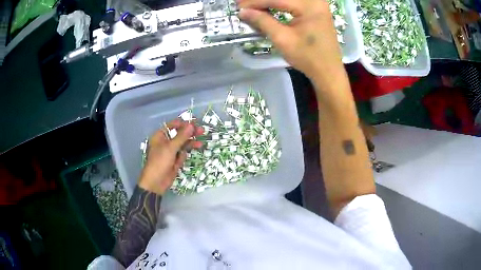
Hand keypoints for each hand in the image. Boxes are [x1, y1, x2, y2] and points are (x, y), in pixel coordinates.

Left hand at [138, 119, 203, 194]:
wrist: (156, 182)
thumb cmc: (160, 162)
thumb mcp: (170, 148)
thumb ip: (181, 136)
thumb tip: (191, 125)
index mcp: (160, 135)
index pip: (173, 125)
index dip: (184, 124)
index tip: (195, 123)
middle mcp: (165, 141)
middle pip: (179, 134)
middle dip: (190, 134)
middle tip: (201, 131)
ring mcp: (170, 151)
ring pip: (182, 144)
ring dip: (190, 144)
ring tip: (200, 144)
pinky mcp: (174, 159)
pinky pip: (182, 154)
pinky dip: (184, 155)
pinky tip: (182, 161)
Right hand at [237, 0, 343, 81]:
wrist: (328, 71)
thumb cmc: (308, 58)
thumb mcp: (283, 39)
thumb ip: (263, 21)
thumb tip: (243, 12)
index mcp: (310, 6)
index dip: (255, 2)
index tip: (239, 6)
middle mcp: (316, 0)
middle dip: (261, 1)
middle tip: (243, 5)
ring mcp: (317, 3)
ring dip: (269, 2)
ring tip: (254, 8)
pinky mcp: (316, 8)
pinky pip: (294, 2)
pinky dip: (279, 3)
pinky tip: (268, 8)